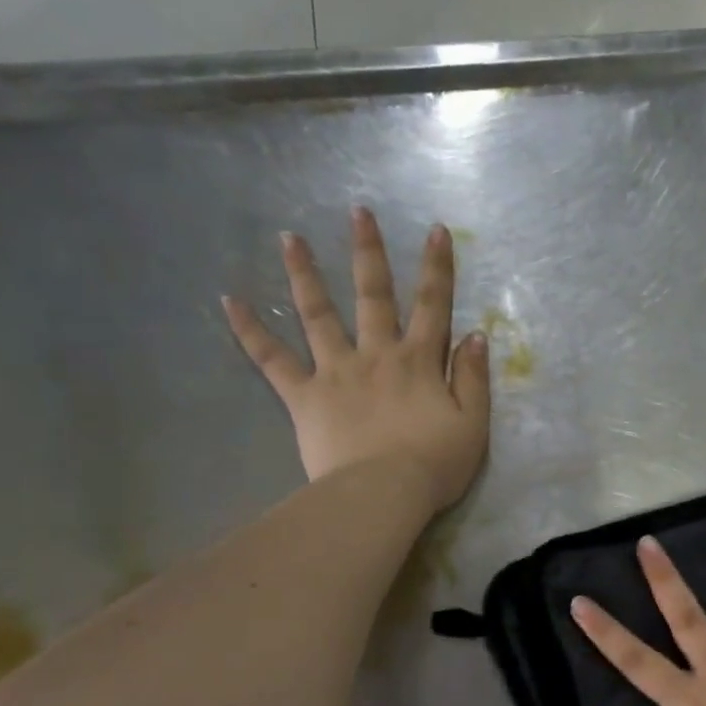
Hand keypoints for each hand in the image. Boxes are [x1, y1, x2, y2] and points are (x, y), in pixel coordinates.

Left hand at [222, 208, 490, 508]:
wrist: (383, 494)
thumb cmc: (435, 464)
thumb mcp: (473, 424)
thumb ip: (474, 379)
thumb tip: (476, 336)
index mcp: (419, 362)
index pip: (433, 306)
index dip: (436, 267)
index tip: (434, 230)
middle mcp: (376, 355)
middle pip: (373, 296)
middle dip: (368, 252)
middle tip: (358, 211)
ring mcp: (336, 372)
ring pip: (318, 314)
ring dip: (305, 274)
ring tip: (289, 237)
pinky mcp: (304, 396)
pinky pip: (272, 360)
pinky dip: (250, 331)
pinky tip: (230, 301)